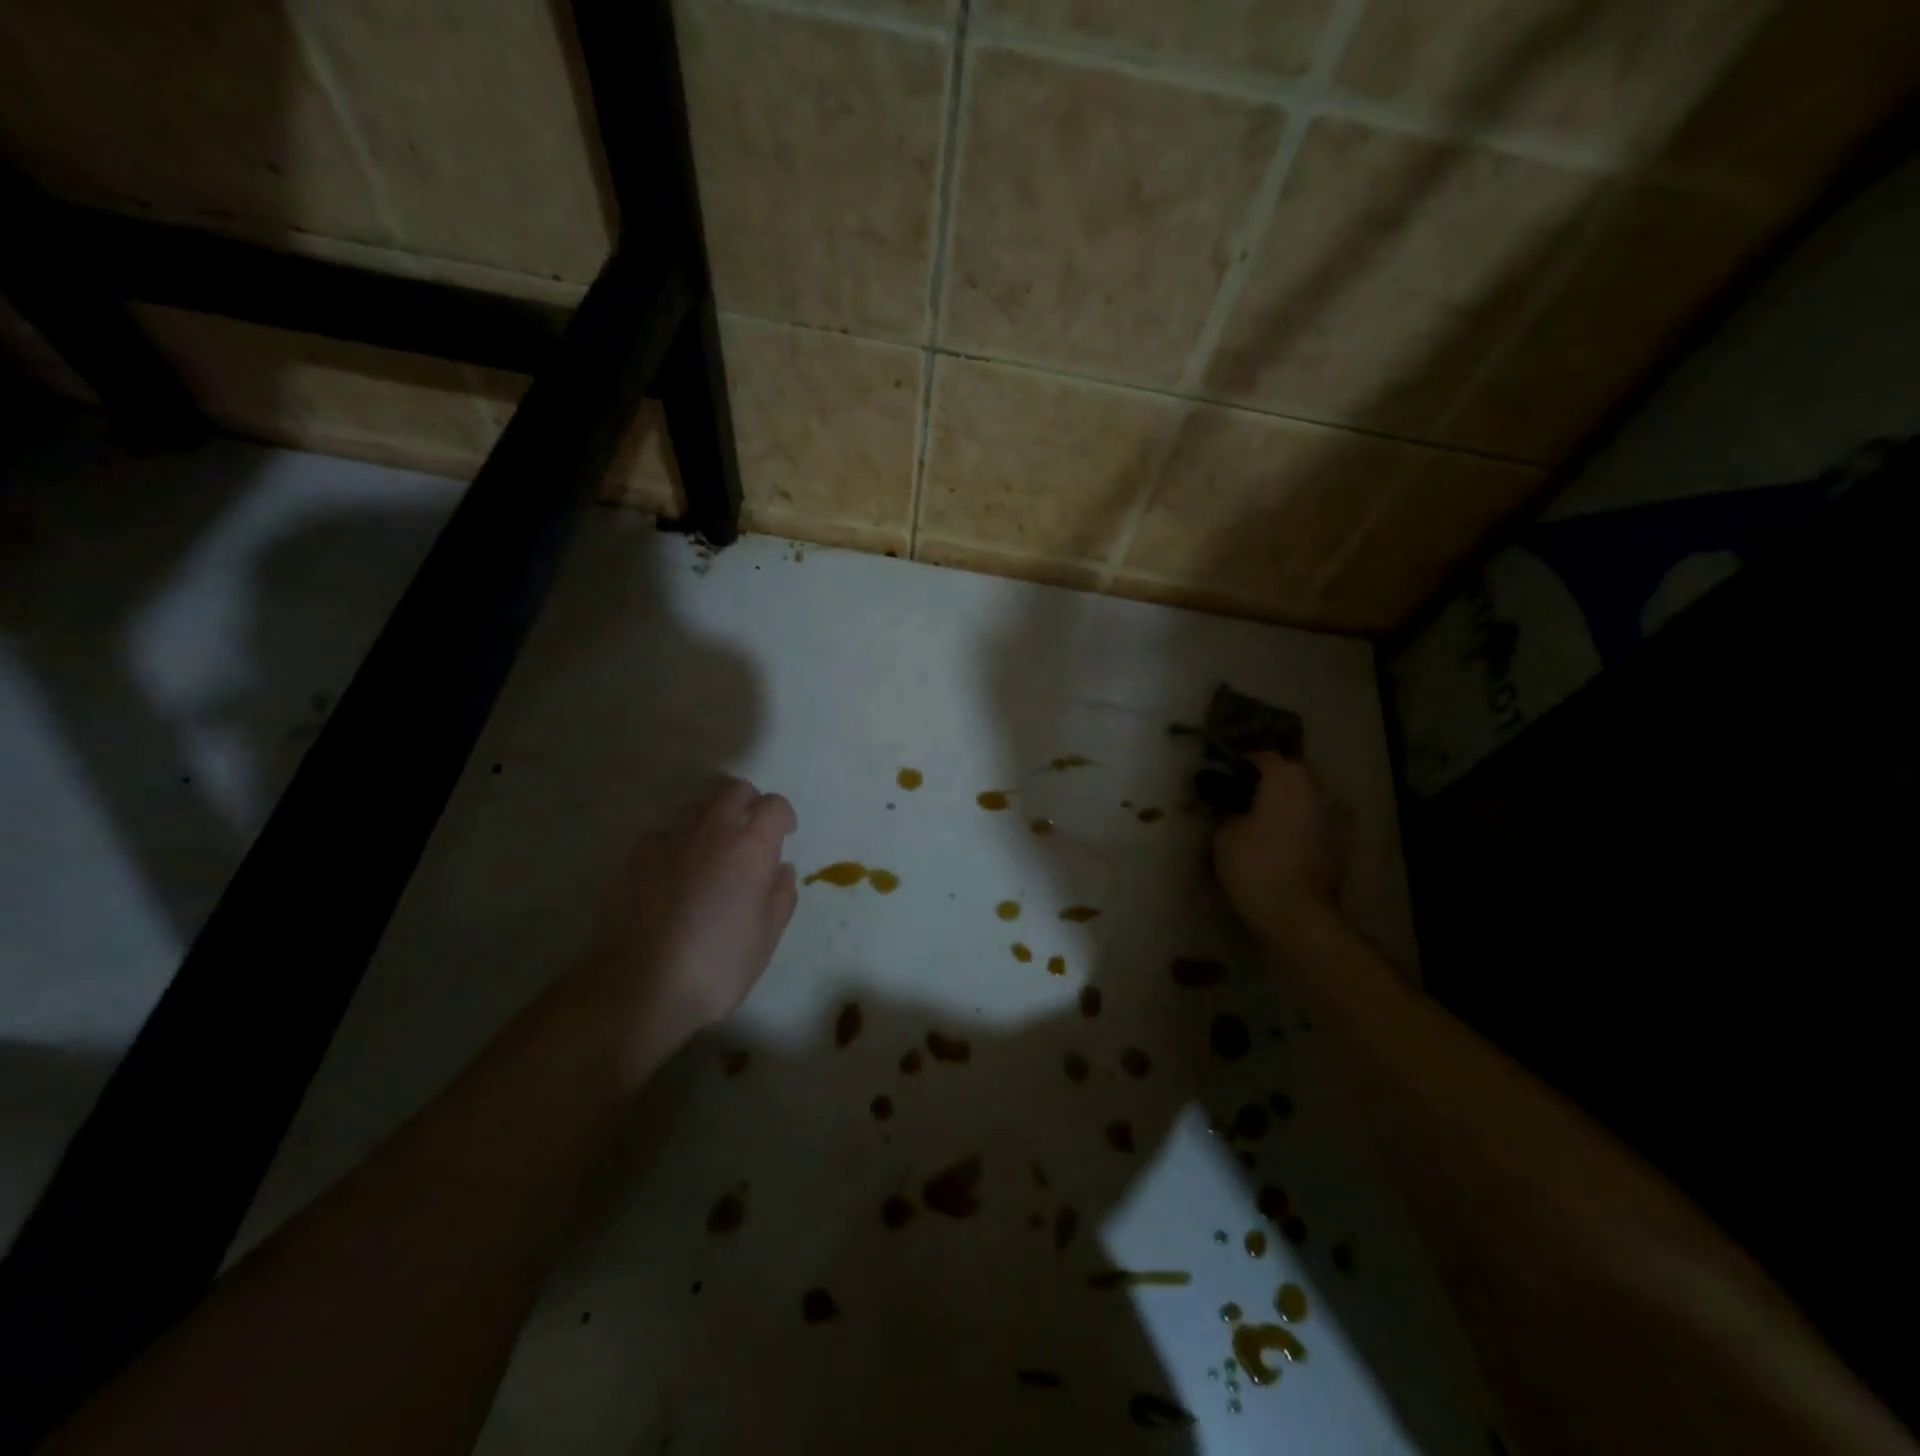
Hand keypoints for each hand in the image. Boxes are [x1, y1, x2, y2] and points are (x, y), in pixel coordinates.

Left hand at [580, 776, 798, 1060]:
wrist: (636, 989)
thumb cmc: (715, 967)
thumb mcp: (765, 938)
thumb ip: (780, 895)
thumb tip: (780, 868)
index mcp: (750, 847)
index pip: (773, 805)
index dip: (782, 816)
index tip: (784, 835)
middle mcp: (711, 831)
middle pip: (732, 789)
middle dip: (747, 802)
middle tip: (750, 831)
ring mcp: (668, 839)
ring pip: (696, 804)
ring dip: (713, 815)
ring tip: (713, 849)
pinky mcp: (635, 855)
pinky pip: (666, 830)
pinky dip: (679, 838)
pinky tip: (677, 870)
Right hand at [1212, 753, 1339, 941]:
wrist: (1298, 915)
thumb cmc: (1256, 865)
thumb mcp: (1224, 835)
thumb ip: (1229, 812)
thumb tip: (1236, 810)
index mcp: (1287, 778)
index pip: (1262, 757)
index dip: (1240, 763)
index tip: (1221, 773)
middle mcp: (1315, 790)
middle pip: (1289, 775)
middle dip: (1266, 782)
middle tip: (1238, 794)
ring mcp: (1332, 818)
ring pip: (1302, 800)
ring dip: (1282, 805)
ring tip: (1255, 818)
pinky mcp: (1337, 846)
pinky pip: (1310, 825)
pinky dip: (1294, 827)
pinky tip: (1274, 841)